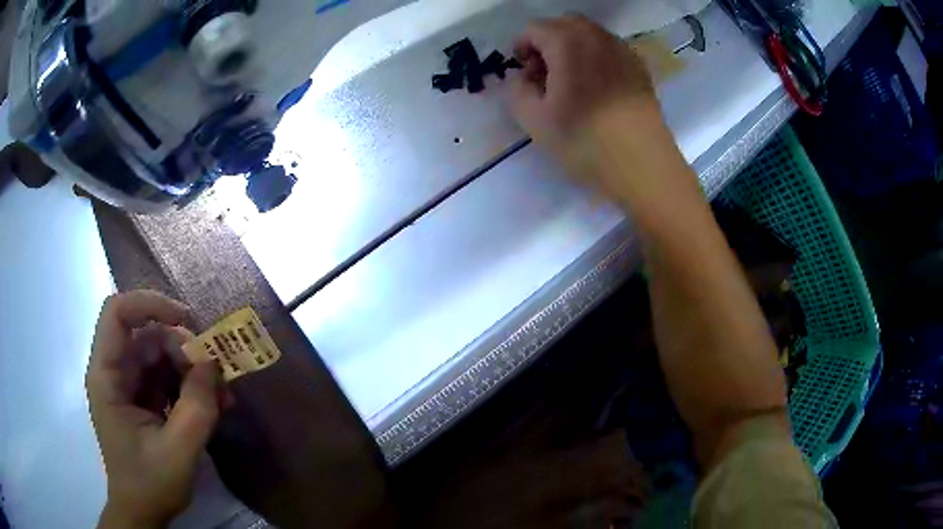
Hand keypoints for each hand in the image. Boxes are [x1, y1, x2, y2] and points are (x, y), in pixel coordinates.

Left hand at [86, 291, 224, 528]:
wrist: (143, 512)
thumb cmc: (150, 483)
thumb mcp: (178, 450)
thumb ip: (197, 406)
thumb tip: (212, 362)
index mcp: (107, 376)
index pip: (118, 313)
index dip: (150, 304)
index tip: (187, 320)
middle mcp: (114, 371)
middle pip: (147, 335)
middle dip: (184, 349)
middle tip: (217, 376)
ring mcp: (128, 384)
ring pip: (161, 355)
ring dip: (193, 369)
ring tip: (223, 396)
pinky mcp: (142, 398)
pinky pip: (167, 376)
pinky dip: (191, 385)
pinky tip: (214, 403)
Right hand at [510, 16, 685, 201]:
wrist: (643, 166)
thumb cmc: (585, 141)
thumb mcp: (534, 120)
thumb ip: (516, 90)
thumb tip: (520, 77)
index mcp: (568, 43)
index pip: (534, 28)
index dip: (521, 47)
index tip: (522, 74)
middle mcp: (597, 37)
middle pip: (564, 24)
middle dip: (547, 42)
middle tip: (543, 74)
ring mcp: (623, 50)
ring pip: (589, 34)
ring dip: (572, 48)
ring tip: (570, 82)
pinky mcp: (639, 68)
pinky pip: (610, 49)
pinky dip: (595, 57)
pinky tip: (596, 88)